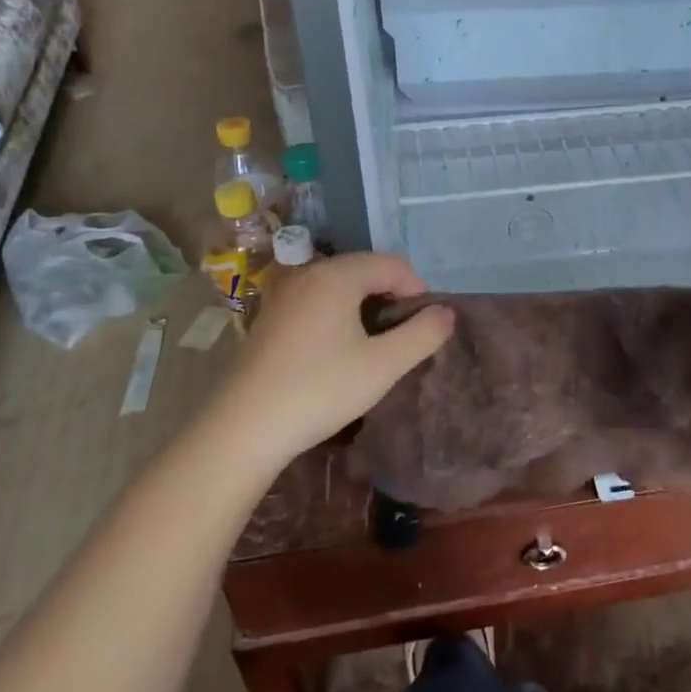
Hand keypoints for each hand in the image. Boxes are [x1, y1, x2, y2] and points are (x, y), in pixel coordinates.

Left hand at [203, 254, 453, 468]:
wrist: (244, 427)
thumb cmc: (320, 389)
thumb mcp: (383, 365)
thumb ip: (422, 334)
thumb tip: (446, 313)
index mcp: (336, 275)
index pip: (392, 264)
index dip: (417, 290)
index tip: (424, 327)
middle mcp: (307, 273)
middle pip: (364, 270)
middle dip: (391, 297)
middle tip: (402, 338)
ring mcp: (283, 294)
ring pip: (339, 287)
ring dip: (364, 308)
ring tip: (374, 347)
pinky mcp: (269, 318)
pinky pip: (316, 302)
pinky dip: (337, 316)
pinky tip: (337, 352)